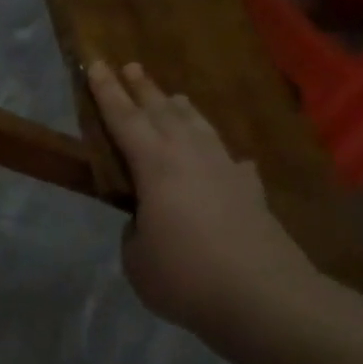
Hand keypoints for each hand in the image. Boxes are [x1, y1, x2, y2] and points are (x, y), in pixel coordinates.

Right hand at [85, 60, 323, 342]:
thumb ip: (136, 232)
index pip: (124, 120)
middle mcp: (192, 159)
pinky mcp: (253, 196)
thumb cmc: (185, 276)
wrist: (267, 300)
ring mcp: (228, 174)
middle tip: (130, 65)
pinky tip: (231, 159)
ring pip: (201, 129)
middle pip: (164, 114)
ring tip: (173, 96)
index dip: (106, 92)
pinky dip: (224, 155)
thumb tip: (149, 222)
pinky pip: (233, 163)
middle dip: (143, 89)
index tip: (95, 63)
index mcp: (156, 167)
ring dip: (182, 111)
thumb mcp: (136, 258)